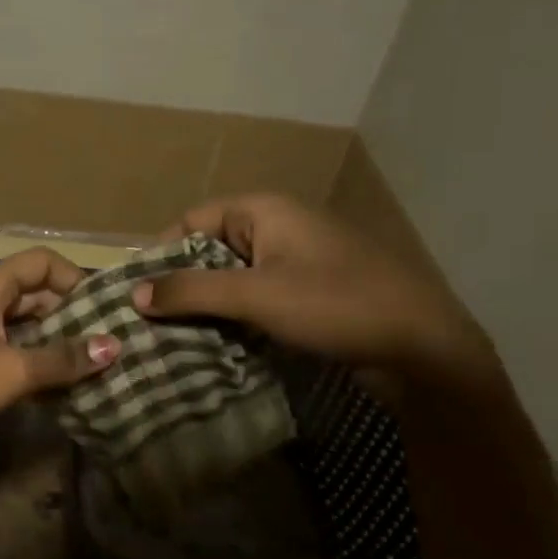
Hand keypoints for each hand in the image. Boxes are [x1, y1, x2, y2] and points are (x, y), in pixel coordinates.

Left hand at [0, 248, 119, 462]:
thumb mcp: (14, 371)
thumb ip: (63, 358)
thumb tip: (114, 346)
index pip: (39, 262)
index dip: (73, 278)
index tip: (100, 309)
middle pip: (29, 290)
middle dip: (65, 312)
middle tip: (99, 339)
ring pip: (15, 318)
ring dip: (47, 336)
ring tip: (81, 360)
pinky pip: (0, 340)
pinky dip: (25, 352)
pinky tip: (47, 378)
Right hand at [133, 195, 497, 387]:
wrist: (423, 347)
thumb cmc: (336, 305)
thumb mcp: (256, 296)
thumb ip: (191, 292)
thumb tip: (134, 293)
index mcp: (265, 211)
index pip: (192, 220)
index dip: (161, 253)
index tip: (138, 293)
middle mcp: (279, 227)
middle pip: (210, 249)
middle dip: (180, 284)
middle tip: (150, 321)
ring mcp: (297, 261)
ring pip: (233, 277)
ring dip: (206, 305)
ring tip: (174, 338)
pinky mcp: (310, 293)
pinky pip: (256, 297)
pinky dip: (234, 317)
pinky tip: (216, 345)